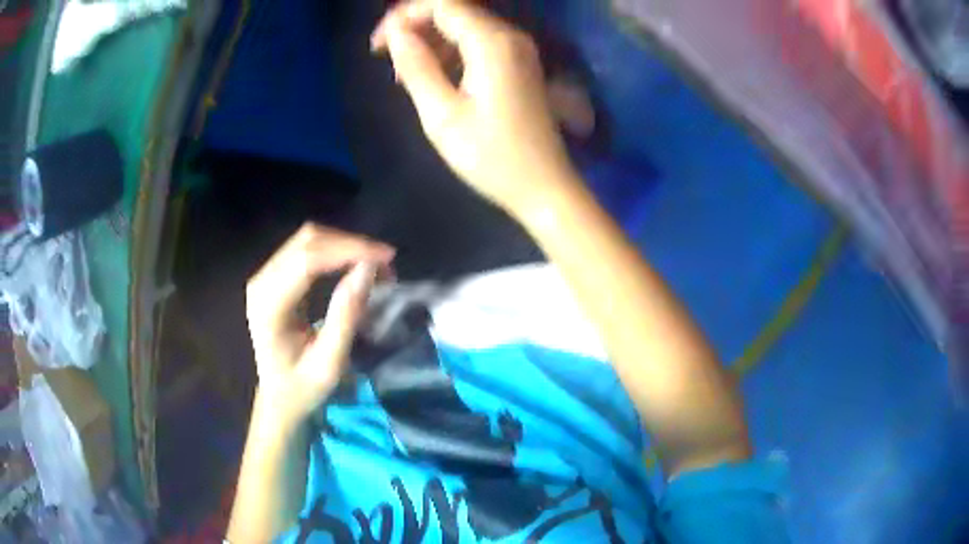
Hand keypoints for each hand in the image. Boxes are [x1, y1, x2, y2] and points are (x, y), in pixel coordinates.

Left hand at [245, 224, 394, 423]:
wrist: (279, 398)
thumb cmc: (303, 387)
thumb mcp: (330, 362)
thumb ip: (346, 316)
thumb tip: (368, 269)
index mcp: (269, 305)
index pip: (308, 259)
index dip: (348, 250)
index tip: (386, 257)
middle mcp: (262, 282)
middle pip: (307, 241)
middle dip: (350, 244)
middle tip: (385, 263)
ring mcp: (265, 276)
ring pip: (308, 239)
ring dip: (344, 245)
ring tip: (375, 265)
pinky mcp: (273, 276)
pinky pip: (306, 249)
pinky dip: (334, 251)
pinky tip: (354, 265)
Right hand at [372, 0, 581, 216]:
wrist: (544, 186)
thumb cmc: (491, 157)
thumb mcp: (442, 115)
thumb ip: (416, 67)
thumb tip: (396, 33)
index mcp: (492, 43)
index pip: (441, 4)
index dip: (403, 16)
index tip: (377, 46)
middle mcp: (510, 36)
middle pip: (454, 11)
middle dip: (415, 27)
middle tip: (387, 59)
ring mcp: (519, 49)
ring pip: (465, 26)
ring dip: (431, 41)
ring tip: (405, 76)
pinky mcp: (520, 64)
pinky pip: (478, 43)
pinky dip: (451, 52)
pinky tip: (434, 77)